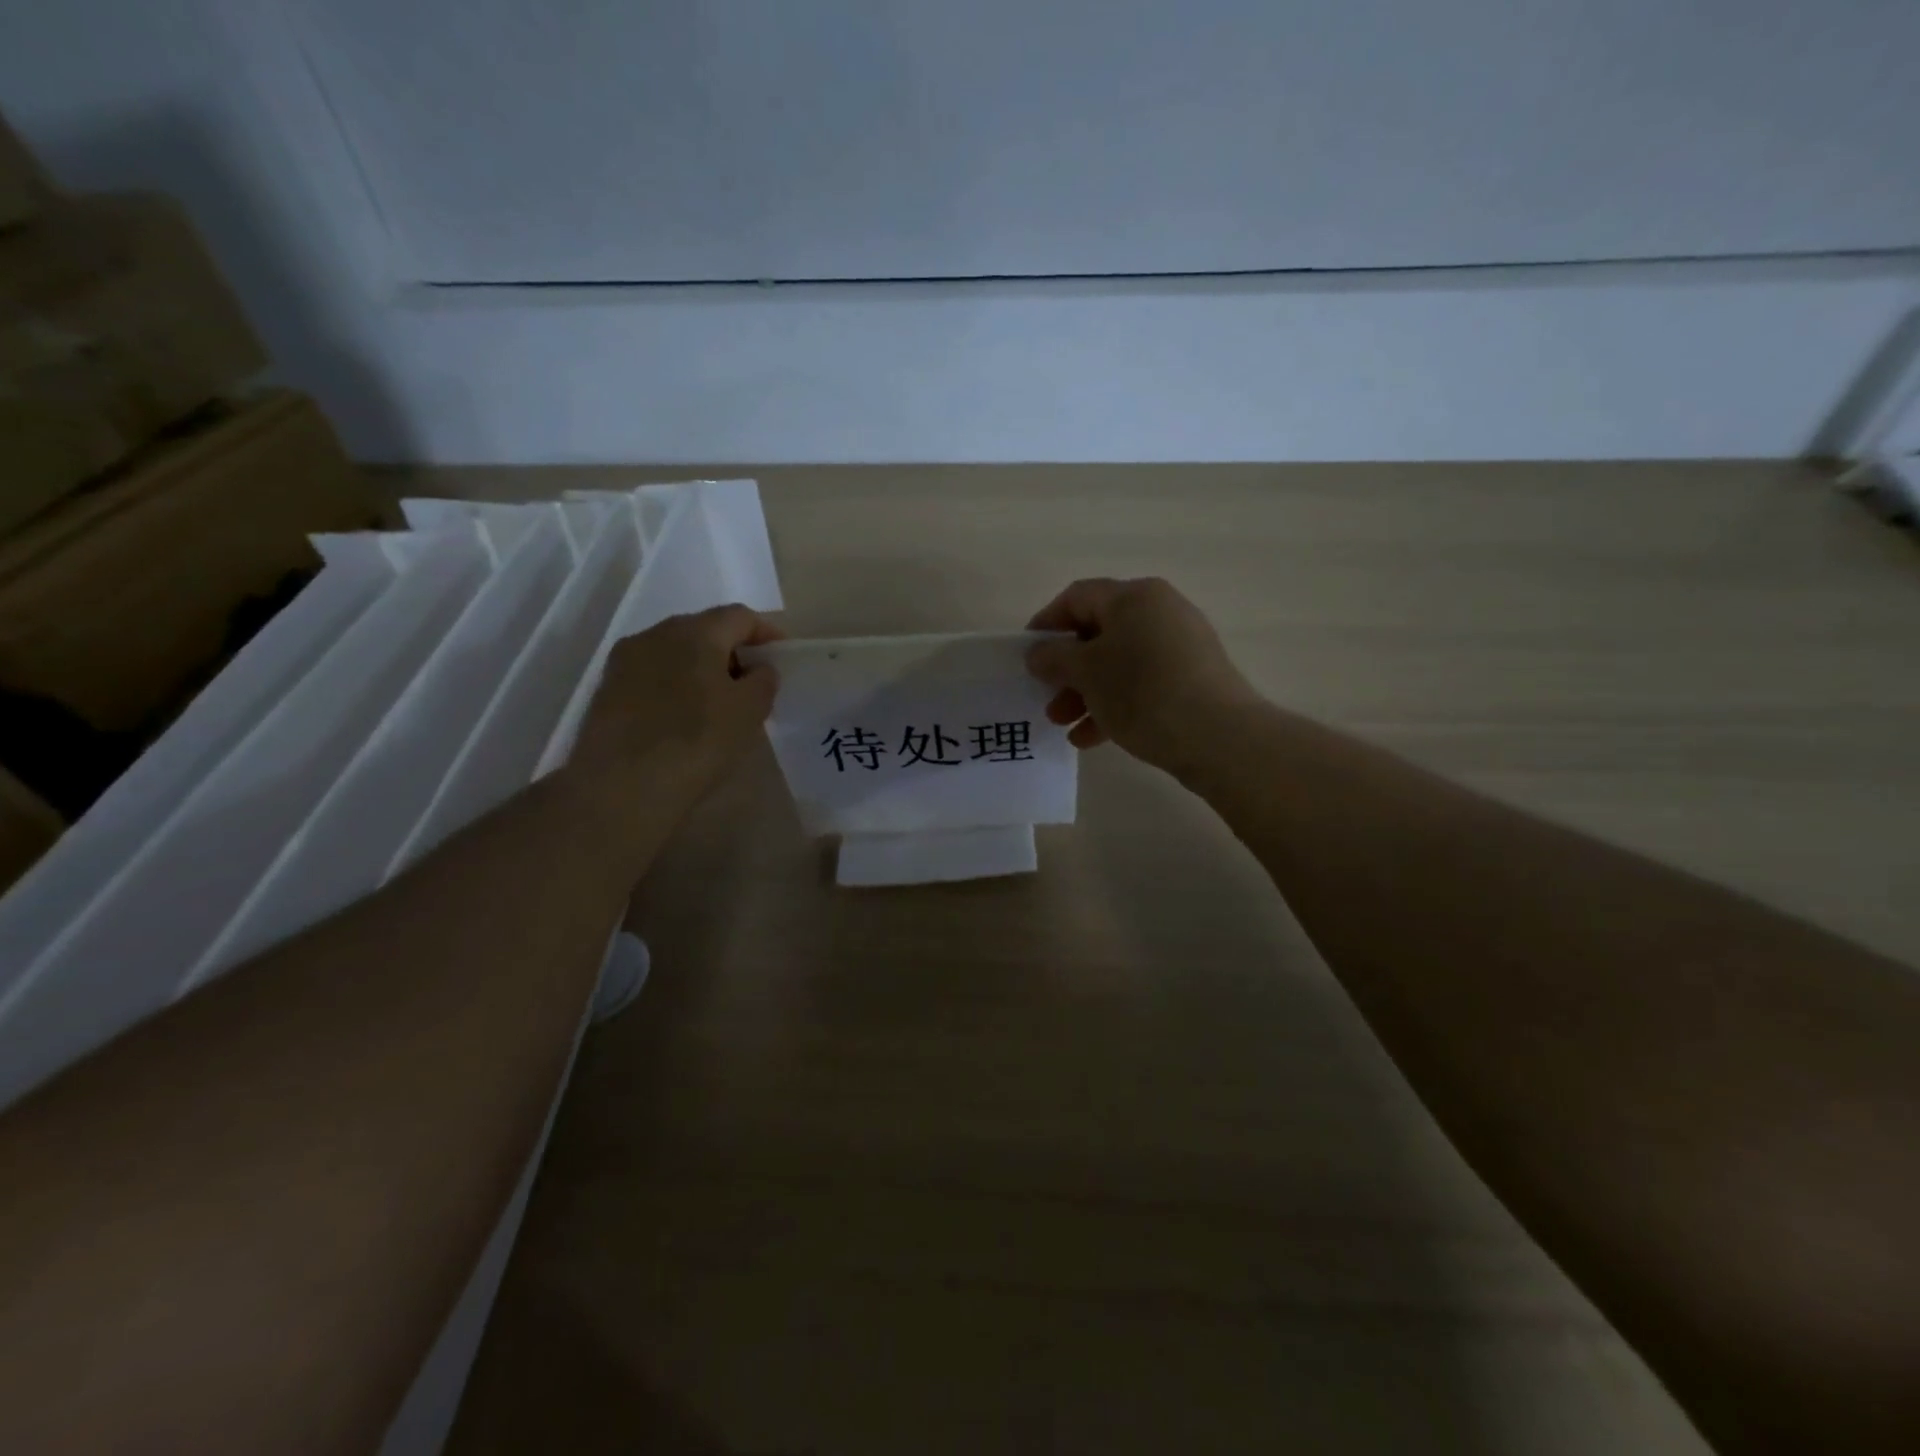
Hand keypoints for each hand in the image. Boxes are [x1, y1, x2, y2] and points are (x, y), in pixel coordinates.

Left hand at [569, 604, 782, 810]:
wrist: (622, 785)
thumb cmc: (698, 740)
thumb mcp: (749, 711)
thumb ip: (763, 681)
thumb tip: (758, 669)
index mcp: (695, 631)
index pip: (739, 616)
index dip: (765, 632)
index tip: (781, 656)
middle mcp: (656, 634)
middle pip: (703, 630)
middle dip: (731, 650)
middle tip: (752, 681)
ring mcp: (625, 661)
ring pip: (674, 653)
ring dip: (701, 668)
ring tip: (718, 702)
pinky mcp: (607, 690)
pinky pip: (653, 676)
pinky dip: (675, 686)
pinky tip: (684, 717)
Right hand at [1027, 577, 1259, 772]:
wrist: (1218, 736)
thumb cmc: (1142, 691)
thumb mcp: (1086, 672)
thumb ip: (1054, 657)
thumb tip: (1039, 653)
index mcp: (1134, 596)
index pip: (1077, 597)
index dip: (1046, 623)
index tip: (1026, 656)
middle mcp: (1160, 611)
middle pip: (1098, 633)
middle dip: (1067, 669)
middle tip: (1046, 698)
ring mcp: (1180, 645)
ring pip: (1119, 663)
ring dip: (1085, 692)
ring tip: (1064, 725)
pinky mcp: (1192, 678)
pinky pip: (1142, 684)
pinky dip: (1114, 704)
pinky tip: (1092, 739)